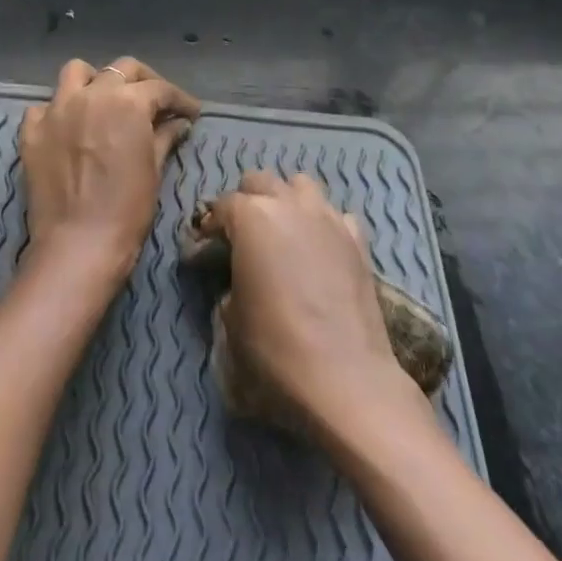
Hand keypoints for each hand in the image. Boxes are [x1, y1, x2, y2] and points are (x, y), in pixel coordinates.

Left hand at [19, 57, 199, 285]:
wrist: (78, 244)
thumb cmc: (127, 210)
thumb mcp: (153, 170)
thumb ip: (164, 137)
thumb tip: (177, 123)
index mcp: (127, 102)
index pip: (160, 89)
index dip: (180, 99)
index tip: (190, 113)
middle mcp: (91, 94)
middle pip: (121, 69)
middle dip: (144, 81)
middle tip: (156, 102)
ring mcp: (56, 109)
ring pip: (76, 73)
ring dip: (94, 81)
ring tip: (104, 101)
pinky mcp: (32, 130)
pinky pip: (44, 106)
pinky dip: (58, 111)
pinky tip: (69, 128)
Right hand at [198, 172, 417, 435]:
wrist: (346, 379)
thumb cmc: (276, 349)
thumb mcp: (230, 321)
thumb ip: (228, 286)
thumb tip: (237, 282)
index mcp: (251, 217)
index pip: (221, 206)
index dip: (209, 227)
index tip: (204, 250)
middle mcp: (289, 205)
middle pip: (260, 181)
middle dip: (246, 201)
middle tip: (240, 235)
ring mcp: (328, 218)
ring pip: (302, 185)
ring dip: (286, 200)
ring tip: (281, 231)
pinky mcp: (358, 241)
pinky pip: (336, 215)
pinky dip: (324, 224)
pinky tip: (320, 249)